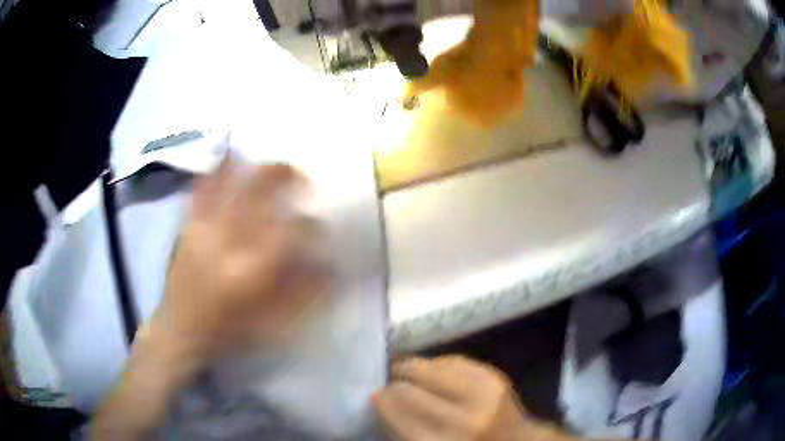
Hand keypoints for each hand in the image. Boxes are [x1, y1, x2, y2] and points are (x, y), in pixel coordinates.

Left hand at [150, 160, 328, 365]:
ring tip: (273, 165)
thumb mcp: (272, 322)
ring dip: (256, 169)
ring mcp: (204, 227)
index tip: (323, 228)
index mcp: (251, 267)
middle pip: (259, 193)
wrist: (179, 329)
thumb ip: (304, 293)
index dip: (313, 227)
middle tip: (303, 177)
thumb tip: (331, 266)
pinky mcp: (188, 225)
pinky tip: (229, 156)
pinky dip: (216, 169)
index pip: (291, 232)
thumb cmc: (228, 330)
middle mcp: (228, 238)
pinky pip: (202, 189)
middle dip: (286, 178)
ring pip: (233, 183)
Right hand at [374, 356, 571, 440]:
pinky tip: (431, 369)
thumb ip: (407, 428)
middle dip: (394, 381)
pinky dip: (437, 364)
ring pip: (432, 368)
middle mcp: (466, 418)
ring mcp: (484, 393)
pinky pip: (454, 361)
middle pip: (413, 389)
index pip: (402, 414)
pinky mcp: (494, 375)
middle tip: (386, 378)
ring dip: (413, 367)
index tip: (373, 392)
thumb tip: (381, 399)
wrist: (516, 440)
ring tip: (404, 369)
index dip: (383, 400)